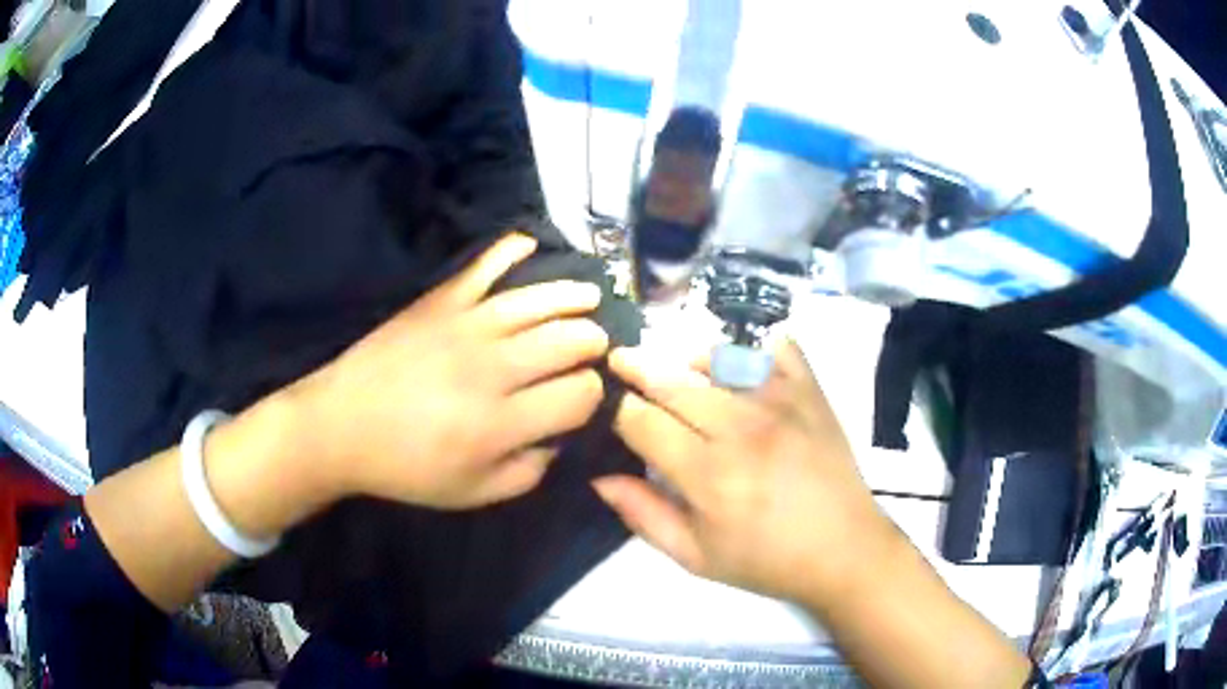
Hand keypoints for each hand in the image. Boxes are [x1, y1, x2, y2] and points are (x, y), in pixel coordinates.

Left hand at [283, 234, 609, 509]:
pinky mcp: (439, 302)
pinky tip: (530, 244)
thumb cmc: (405, 467)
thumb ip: (525, 473)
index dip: (593, 395)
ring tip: (591, 296)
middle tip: (596, 346)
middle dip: (593, 342)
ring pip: (536, 301)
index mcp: (501, 423)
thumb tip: (556, 440)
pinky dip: (508, 251)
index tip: (587, 396)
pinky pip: (482, 267)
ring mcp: (464, 326)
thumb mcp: (472, 494)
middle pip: (567, 340)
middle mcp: (492, 368)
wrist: (340, 427)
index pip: (576, 395)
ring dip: (573, 296)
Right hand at [594, 341, 903, 607]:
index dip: (620, 412)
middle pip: (672, 380)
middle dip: (637, 367)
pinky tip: (740, 368)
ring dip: (688, 360)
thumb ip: (643, 514)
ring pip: (717, 357)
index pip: (642, 421)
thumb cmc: (766, 561)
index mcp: (707, 475)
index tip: (613, 412)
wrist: (844, 550)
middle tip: (620, 360)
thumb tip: (598, 477)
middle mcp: (740, 428)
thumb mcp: (695, 557)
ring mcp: (780, 402)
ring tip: (679, 370)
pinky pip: (776, 348)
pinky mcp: (811, 392)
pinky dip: (752, 350)